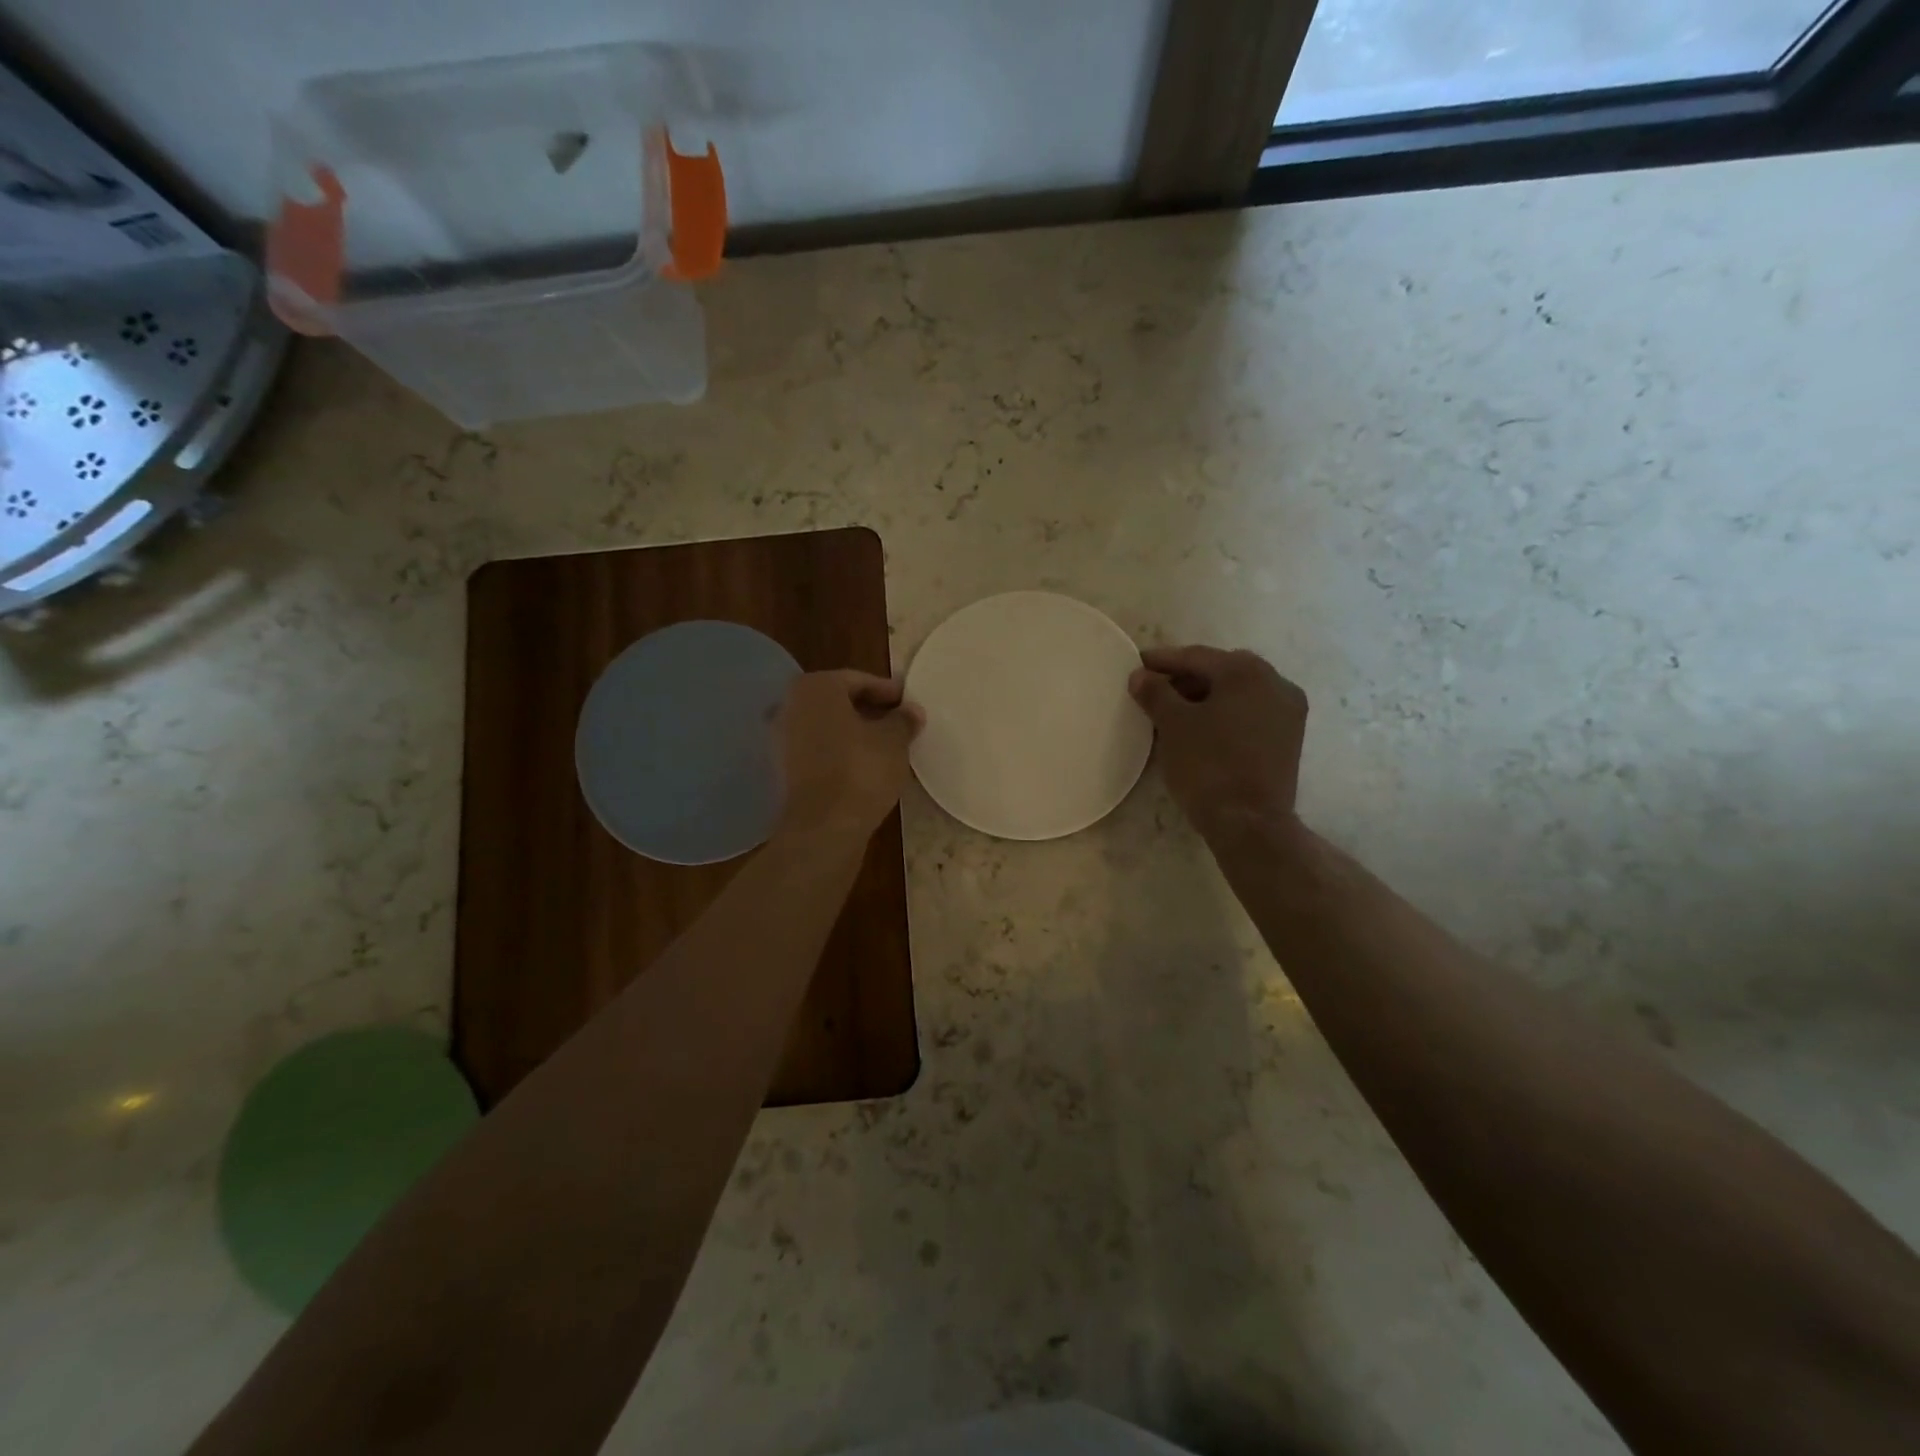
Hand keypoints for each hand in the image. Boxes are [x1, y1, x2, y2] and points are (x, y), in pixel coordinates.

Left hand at [776, 670, 923, 843]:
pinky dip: (839, 752)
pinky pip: (818, 750)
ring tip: (885, 746)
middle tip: (899, 723)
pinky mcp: (783, 769)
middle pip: (838, 701)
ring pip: (826, 727)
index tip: (908, 703)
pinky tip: (863, 766)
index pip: (858, 680)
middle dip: (868, 710)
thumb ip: (903, 720)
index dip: (887, 691)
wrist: (823, 826)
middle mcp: (790, 705)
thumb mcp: (894, 741)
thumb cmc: (860, 770)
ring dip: (853, 732)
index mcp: (815, 687)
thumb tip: (911, 711)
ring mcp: (781, 739)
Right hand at [1129, 646, 1307, 841]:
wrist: (1250, 823)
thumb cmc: (1208, 766)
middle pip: (1221, 671)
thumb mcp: (1172, 725)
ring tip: (1173, 710)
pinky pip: (1250, 713)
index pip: (1197, 657)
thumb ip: (1155, 692)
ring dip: (1205, 696)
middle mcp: (1276, 683)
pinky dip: (1225, 713)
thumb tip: (1141, 675)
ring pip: (1238, 693)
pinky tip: (1201, 728)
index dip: (1163, 660)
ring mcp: (1288, 712)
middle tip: (1154, 688)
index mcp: (1248, 672)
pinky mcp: (1289, 738)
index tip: (1137, 664)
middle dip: (1186, 677)